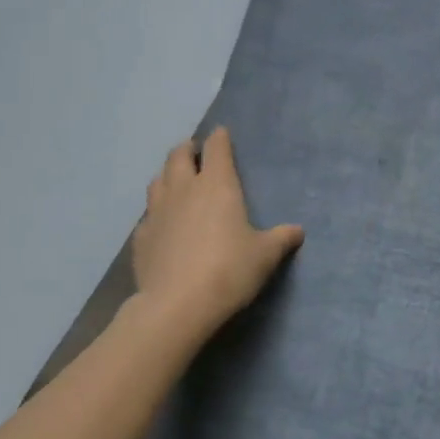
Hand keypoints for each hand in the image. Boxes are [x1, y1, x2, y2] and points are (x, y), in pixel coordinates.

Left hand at [131, 127, 302, 341]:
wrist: (177, 305)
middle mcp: (184, 189)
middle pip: (178, 156)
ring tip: (176, 181)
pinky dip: (156, 211)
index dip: (219, 138)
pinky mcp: (141, 237)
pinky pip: (148, 215)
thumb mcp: (265, 255)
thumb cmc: (229, 270)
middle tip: (195, 152)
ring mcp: (157, 211)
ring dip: (168, 175)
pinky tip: (163, 224)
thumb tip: (298, 231)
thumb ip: (281, 239)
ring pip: (158, 180)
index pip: (216, 148)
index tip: (221, 133)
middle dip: (187, 149)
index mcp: (217, 184)